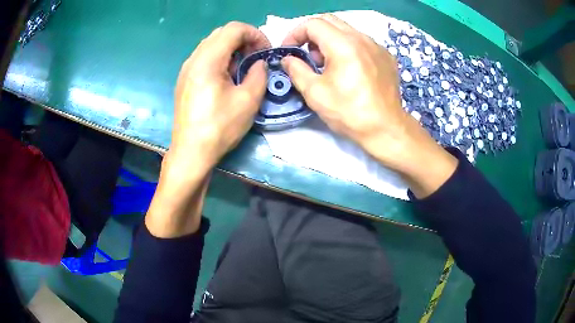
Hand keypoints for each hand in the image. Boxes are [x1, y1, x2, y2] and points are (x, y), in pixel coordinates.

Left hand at [170, 22, 269, 174]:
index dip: (255, 34)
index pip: (234, 29)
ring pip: (212, 44)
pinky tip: (227, 77)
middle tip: (256, 57)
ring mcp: (186, 69)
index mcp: (208, 60)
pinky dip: (220, 58)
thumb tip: (259, 63)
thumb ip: (259, 74)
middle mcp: (194, 59)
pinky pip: (204, 57)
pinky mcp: (185, 79)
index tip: (265, 51)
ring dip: (232, 48)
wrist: (190, 152)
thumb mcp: (248, 100)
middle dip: (244, 39)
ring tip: (243, 68)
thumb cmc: (219, 128)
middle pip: (222, 33)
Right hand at [281, 15, 456, 197]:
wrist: (386, 128)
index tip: (290, 50)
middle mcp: (362, 38)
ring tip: (327, 64)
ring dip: (329, 40)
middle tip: (307, 54)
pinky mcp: (385, 56)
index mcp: (343, 44)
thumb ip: (296, 70)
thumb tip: (288, 59)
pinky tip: (348, 68)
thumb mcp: (315, 93)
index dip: (295, 33)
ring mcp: (377, 46)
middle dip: (311, 34)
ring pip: (346, 30)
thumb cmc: (349, 112)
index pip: (313, 24)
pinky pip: (361, 42)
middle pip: (330, 21)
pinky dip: (347, 47)